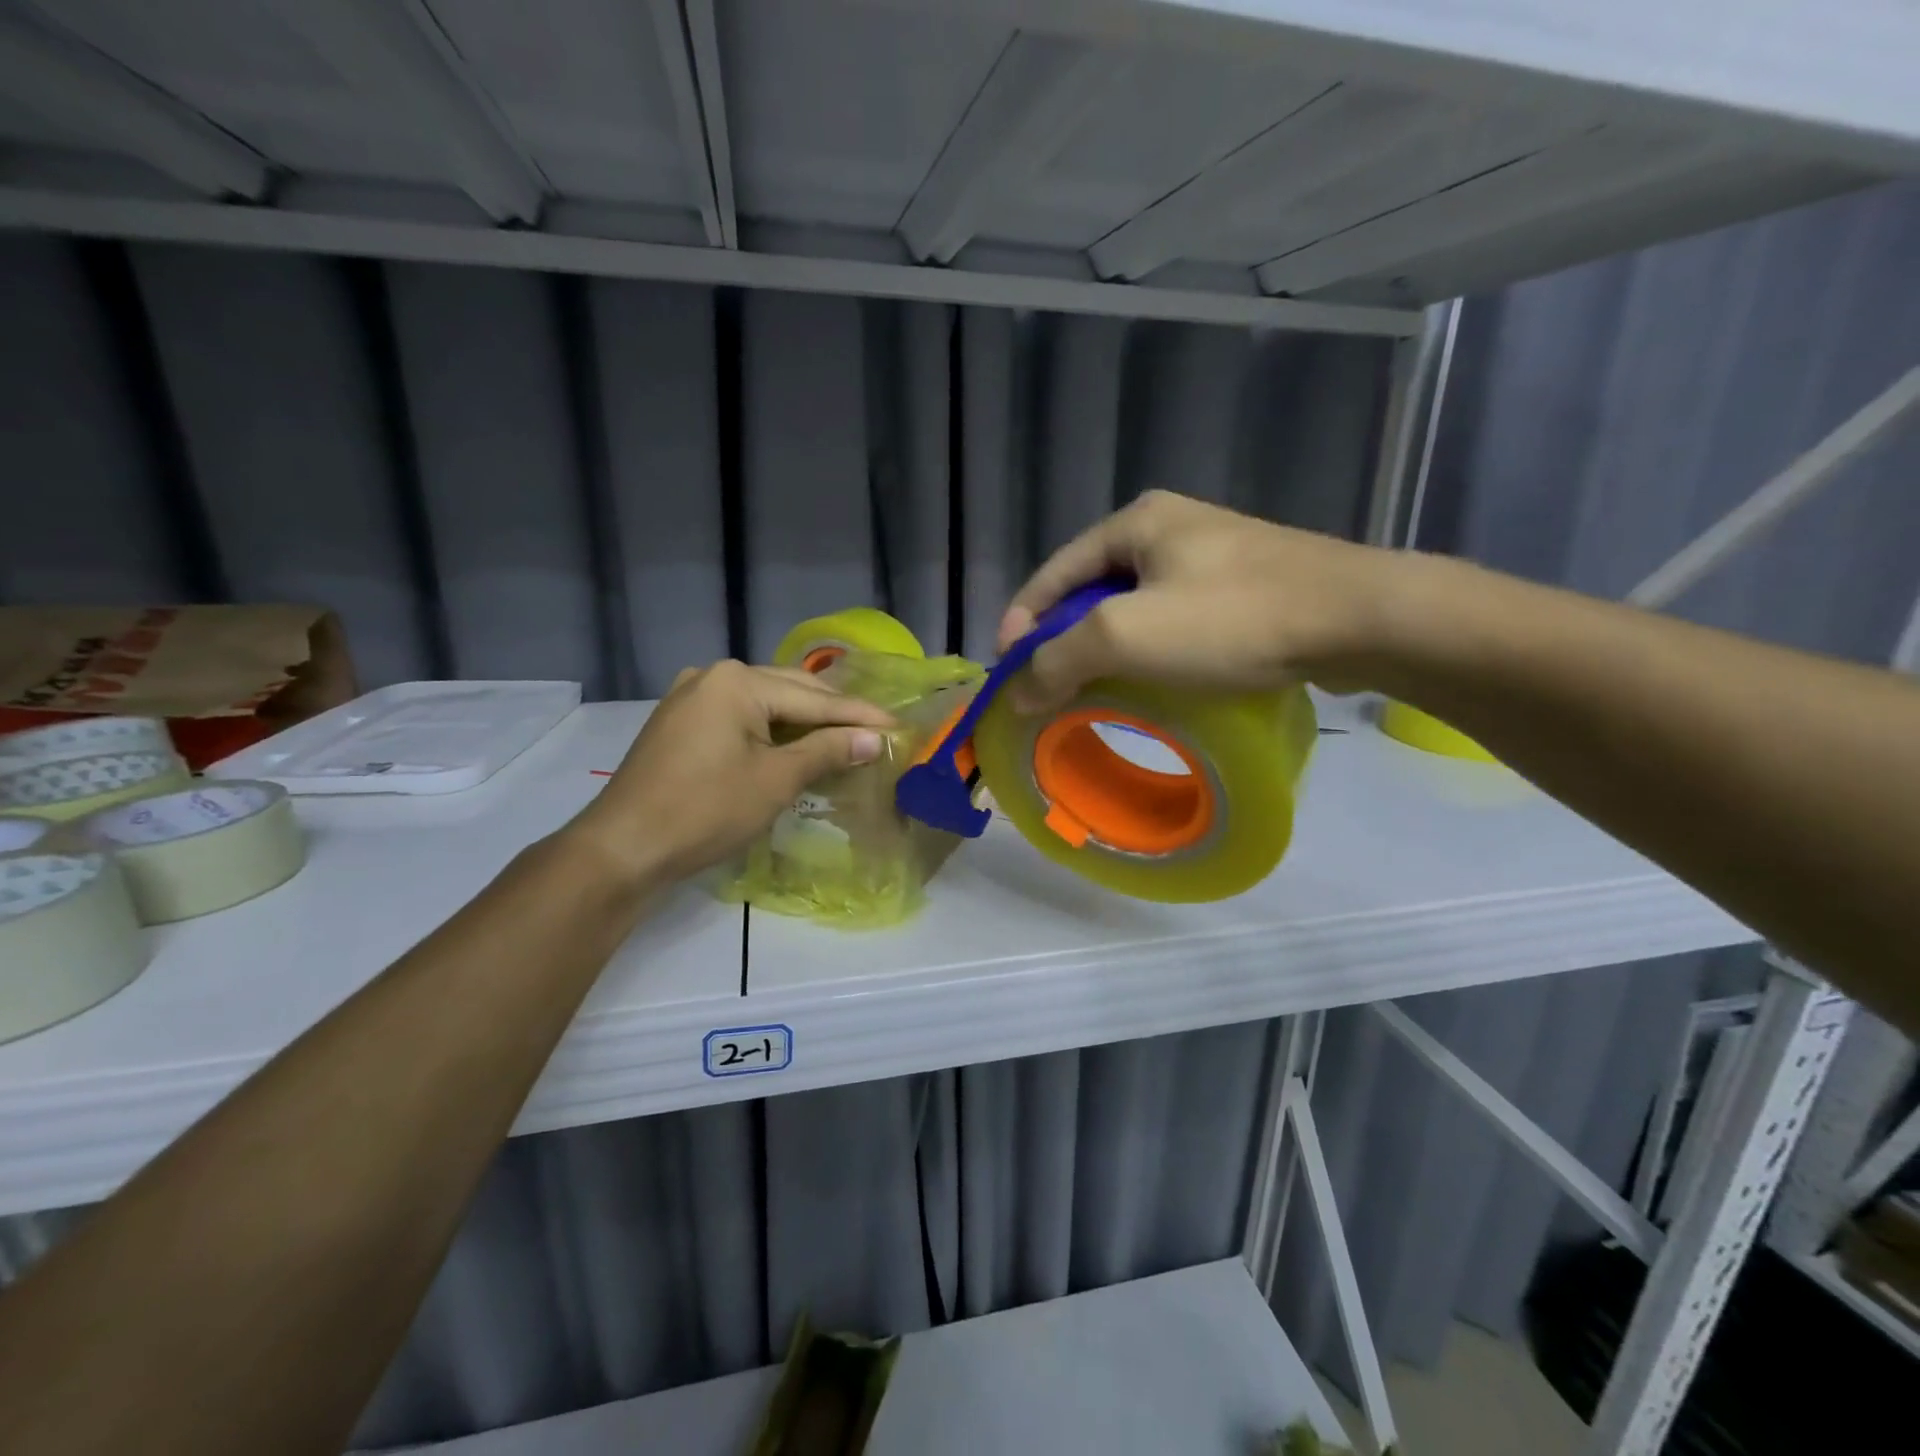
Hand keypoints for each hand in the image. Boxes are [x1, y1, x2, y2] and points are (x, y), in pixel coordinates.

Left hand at [569, 661, 892, 882]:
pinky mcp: (681, 724)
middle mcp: (712, 676)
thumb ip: (828, 751)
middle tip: (876, 732)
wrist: (623, 849)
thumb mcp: (776, 780)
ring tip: (845, 738)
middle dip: (833, 715)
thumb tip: (874, 739)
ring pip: (765, 705)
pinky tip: (796, 746)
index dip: (858, 715)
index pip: (813, 698)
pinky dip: (772, 732)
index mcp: (736, 681)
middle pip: (789, 692)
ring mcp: (691, 698)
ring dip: (804, 723)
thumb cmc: (705, 810)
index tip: (897, 725)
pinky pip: (740, 719)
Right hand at [997, 491, 1399, 711]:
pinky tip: (1151, 681)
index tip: (1007, 671)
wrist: (1358, 618)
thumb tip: (1017, 693)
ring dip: (1106, 648)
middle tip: (1047, 685)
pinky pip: (1174, 619)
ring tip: (1091, 690)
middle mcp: (1171, 528)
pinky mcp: (1245, 586)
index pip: (1053, 572)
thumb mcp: (1126, 636)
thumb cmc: (1231, 619)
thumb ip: (1059, 660)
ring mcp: (1213, 555)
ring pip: (1134, 606)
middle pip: (1092, 589)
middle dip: (1064, 638)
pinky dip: (1149, 650)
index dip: (1022, 621)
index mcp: (1136, 522)